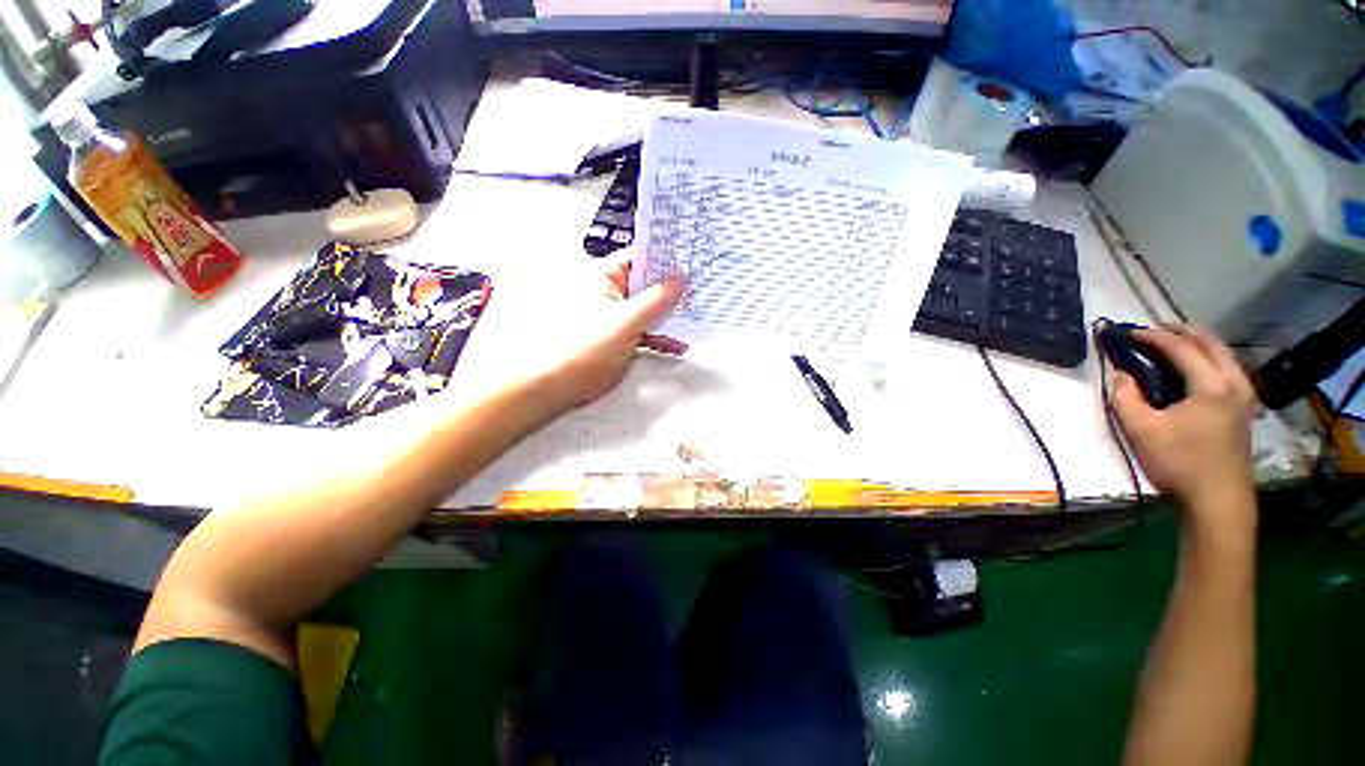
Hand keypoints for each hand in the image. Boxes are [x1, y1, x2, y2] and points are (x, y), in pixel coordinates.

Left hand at [448, 250, 685, 427]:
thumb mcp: (627, 321)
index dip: (666, 258)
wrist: (557, 384)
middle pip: (648, 285)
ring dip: (670, 316)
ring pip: (649, 310)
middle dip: (674, 289)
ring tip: (699, 315)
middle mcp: (611, 293)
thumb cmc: (587, 347)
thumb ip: (657, 299)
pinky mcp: (620, 339)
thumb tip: (681, 277)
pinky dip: (660, 338)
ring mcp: (617, 317)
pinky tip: (678, 346)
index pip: (641, 258)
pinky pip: (645, 332)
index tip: (694, 258)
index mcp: (606, 278)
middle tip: (704, 287)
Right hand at [1110, 325, 1257, 525]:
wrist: (1218, 499)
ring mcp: (1244, 393)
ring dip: (1193, 343)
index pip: (1180, 346)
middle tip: (1149, 334)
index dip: (1151, 336)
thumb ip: (1125, 396)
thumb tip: (1122, 374)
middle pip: (1208, 340)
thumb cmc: (1178, 463)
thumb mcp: (1140, 430)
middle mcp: (1234, 380)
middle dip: (1177, 331)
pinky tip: (1188, 369)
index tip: (1127, 333)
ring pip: (1220, 352)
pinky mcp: (1244, 405)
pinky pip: (1226, 367)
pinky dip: (1205, 358)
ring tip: (1166, 347)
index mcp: (1210, 384)